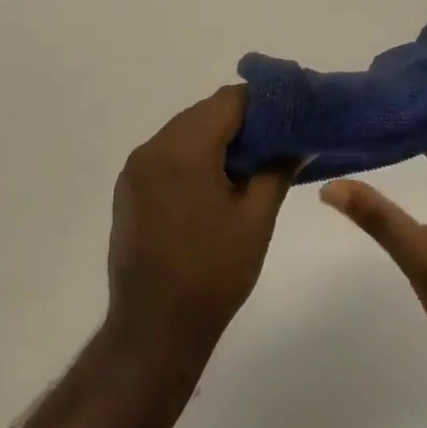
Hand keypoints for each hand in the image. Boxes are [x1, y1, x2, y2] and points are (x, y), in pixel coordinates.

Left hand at [108, 86, 291, 359]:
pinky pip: (167, 156)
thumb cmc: (213, 273)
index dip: (264, 103)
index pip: (228, 101)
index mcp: (182, 150)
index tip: (292, 115)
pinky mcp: (129, 190)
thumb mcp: (255, 219)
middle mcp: (151, 149)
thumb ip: (276, 170)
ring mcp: (135, 170)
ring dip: (218, 140)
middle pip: (203, 114)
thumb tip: (297, 142)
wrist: (155, 326)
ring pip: (184, 133)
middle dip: (242, 122)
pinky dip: (194, 158)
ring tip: (253, 164)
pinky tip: (218, 183)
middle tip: (279, 141)